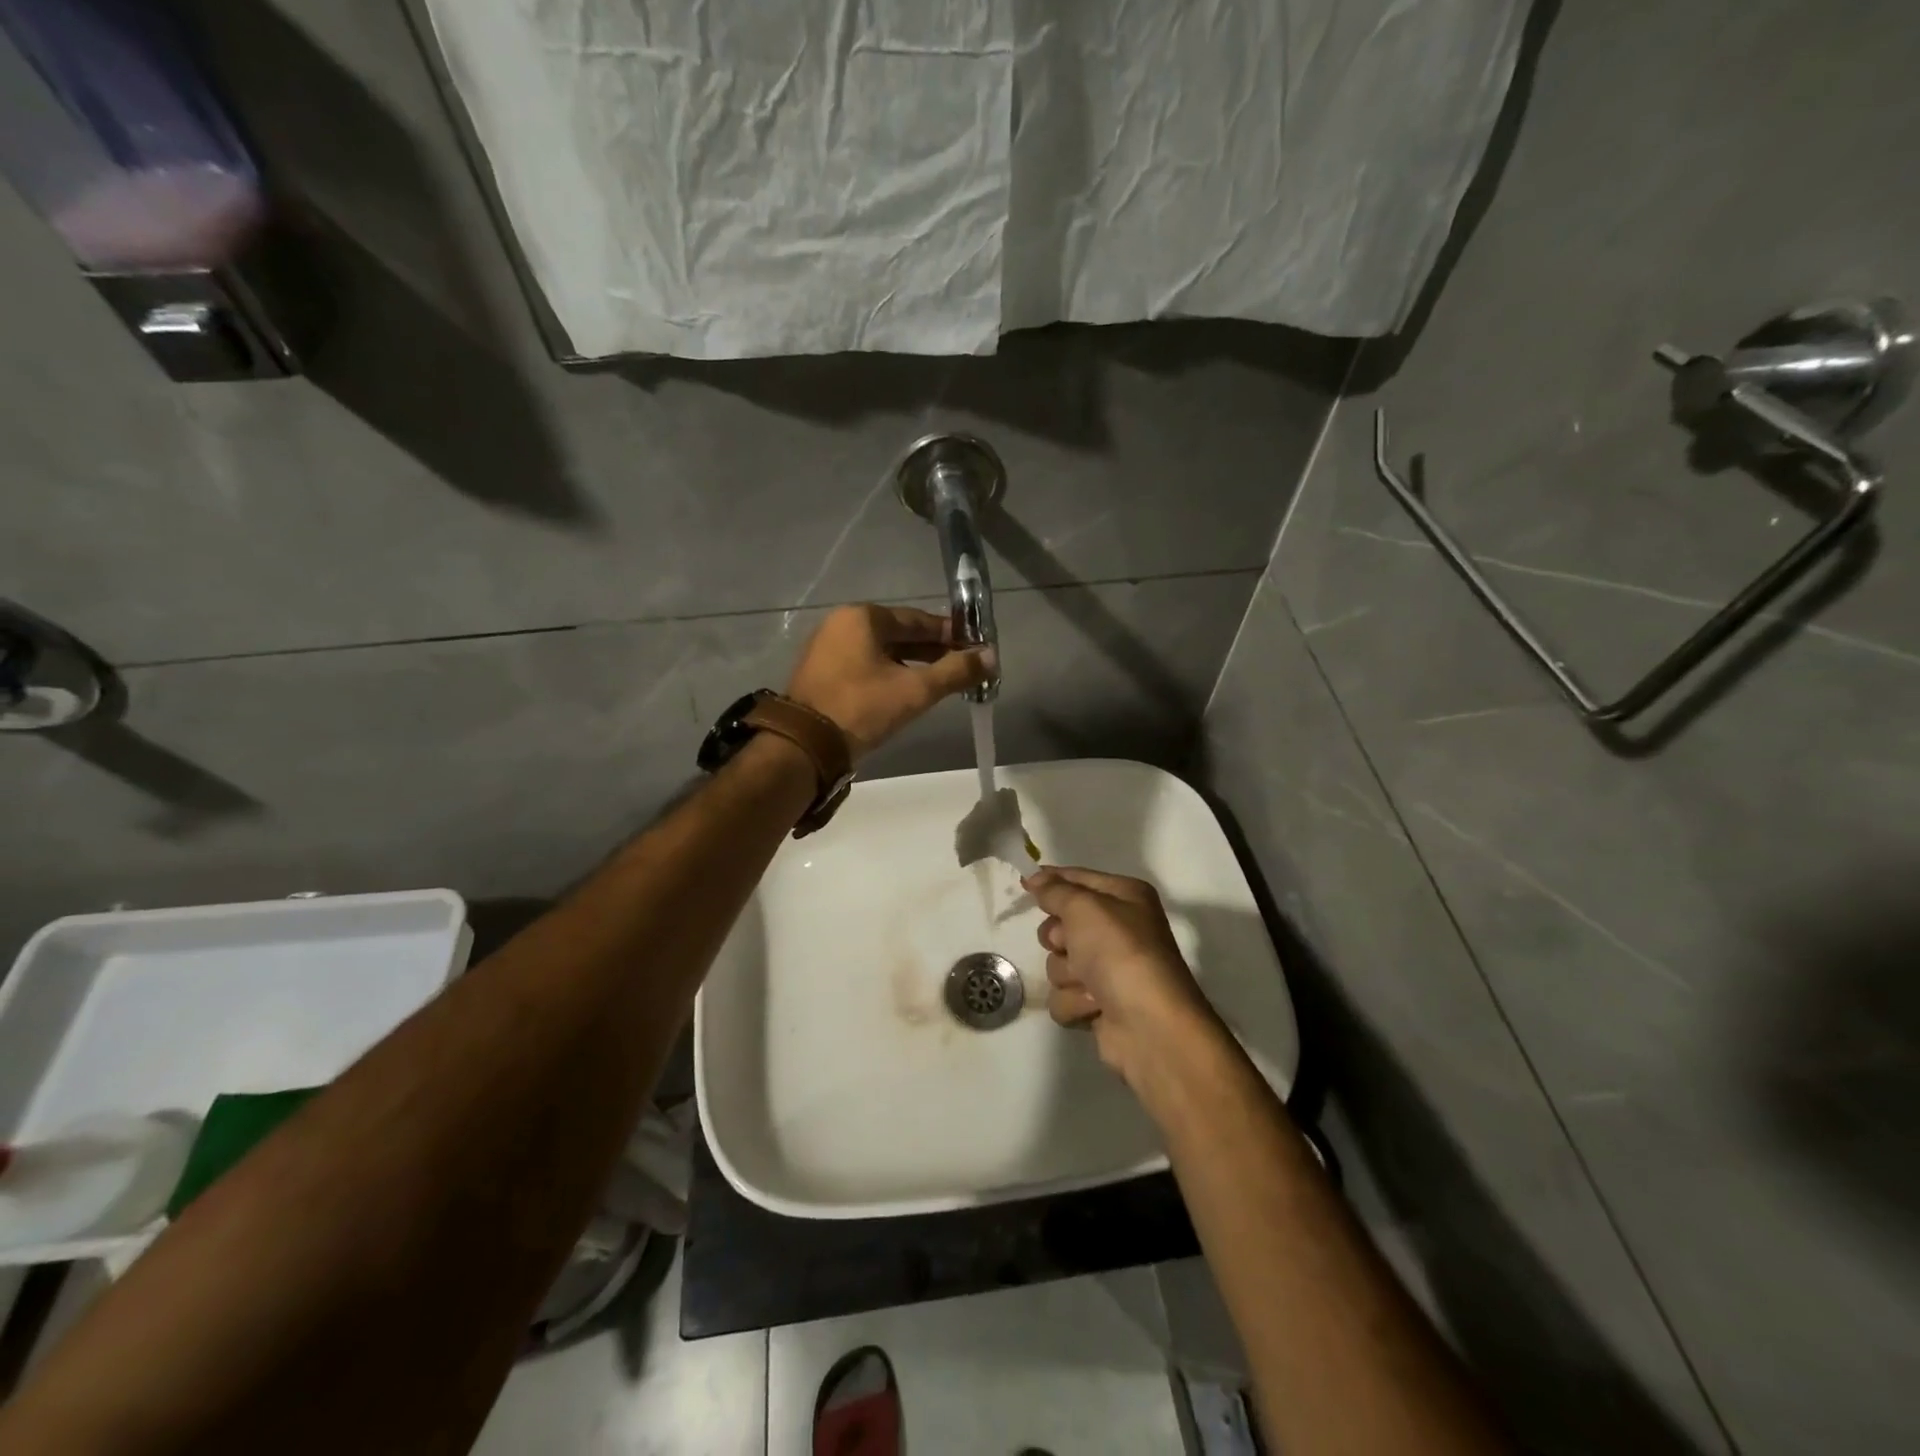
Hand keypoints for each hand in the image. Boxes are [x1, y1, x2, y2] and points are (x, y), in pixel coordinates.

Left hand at [787, 604, 989, 760]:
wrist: (805, 745)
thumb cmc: (862, 708)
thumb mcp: (915, 691)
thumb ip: (955, 672)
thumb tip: (991, 657)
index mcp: (862, 617)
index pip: (917, 620)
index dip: (950, 634)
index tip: (974, 647)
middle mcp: (841, 624)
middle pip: (899, 634)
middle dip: (932, 651)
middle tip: (961, 668)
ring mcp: (827, 649)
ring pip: (881, 652)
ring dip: (911, 665)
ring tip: (939, 683)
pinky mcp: (821, 673)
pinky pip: (864, 665)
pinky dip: (888, 674)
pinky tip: (906, 692)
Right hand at [1023, 867, 1216, 1088]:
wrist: (1150, 1025)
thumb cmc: (1120, 953)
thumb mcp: (1084, 908)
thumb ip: (1055, 891)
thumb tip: (1036, 878)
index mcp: (1124, 898)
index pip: (1078, 879)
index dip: (1051, 880)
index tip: (1024, 884)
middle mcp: (1118, 930)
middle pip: (1062, 924)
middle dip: (1059, 938)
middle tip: (1070, 944)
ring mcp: (1109, 970)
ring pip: (1059, 963)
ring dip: (1068, 975)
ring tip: (1090, 984)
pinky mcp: (1100, 1004)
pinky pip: (1065, 995)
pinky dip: (1075, 1002)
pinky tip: (1095, 1007)